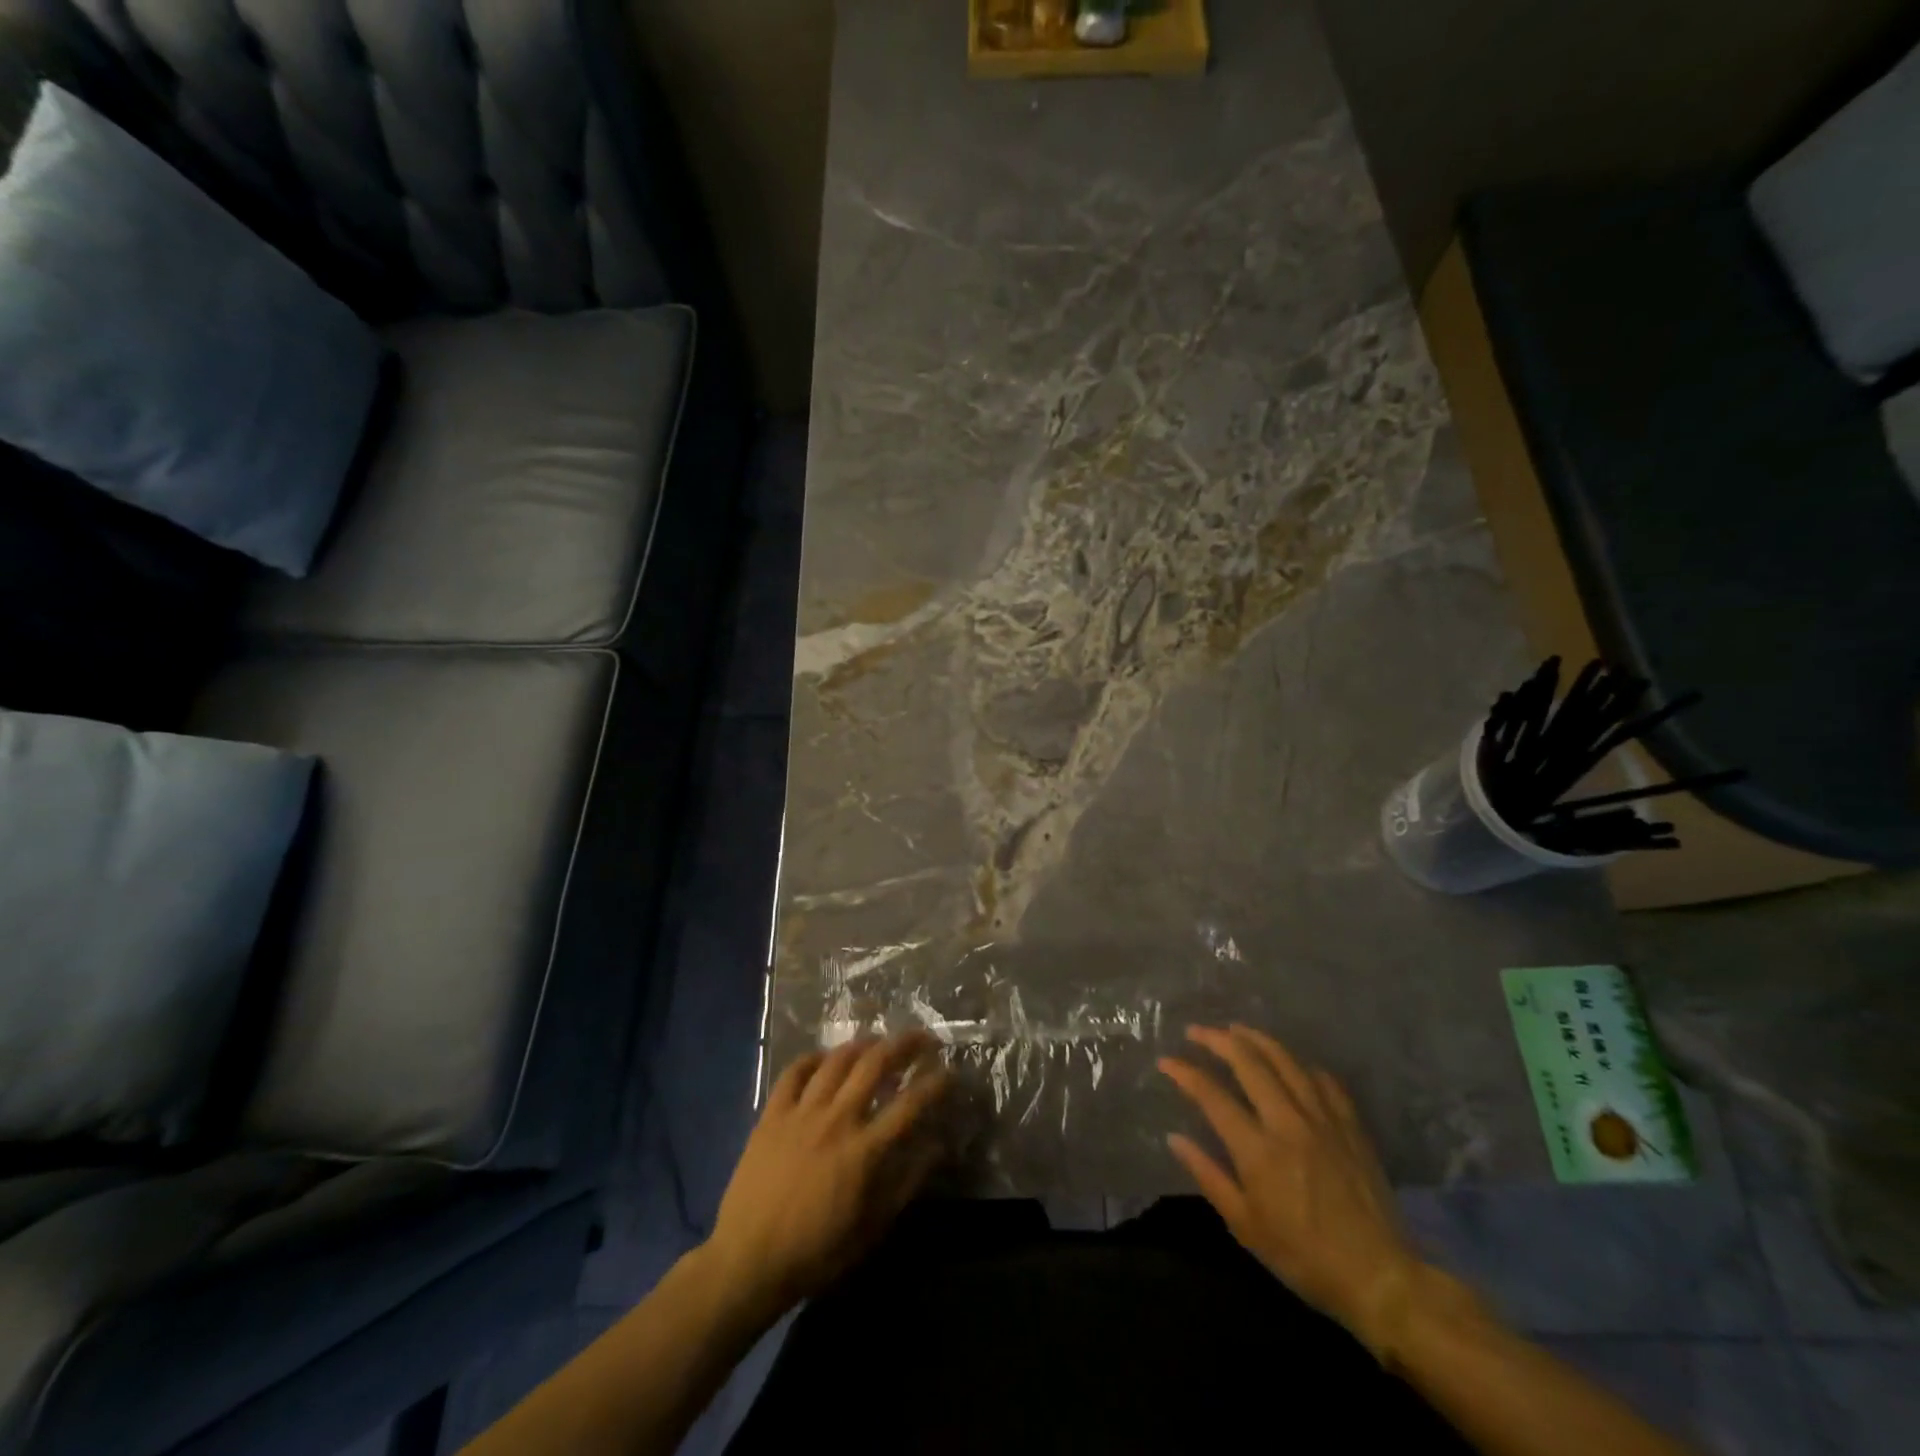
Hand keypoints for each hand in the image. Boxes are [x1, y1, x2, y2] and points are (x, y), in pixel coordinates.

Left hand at [706, 1032, 949, 1316]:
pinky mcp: (772, 1113)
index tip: (950, 1072)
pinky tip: (824, 1058)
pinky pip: (794, 1072)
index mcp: (864, 1150)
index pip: (910, 1104)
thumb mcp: (872, 1227)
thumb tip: (938, 1147)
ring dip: (862, 1045)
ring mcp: (801, 1112)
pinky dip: (812, 1058)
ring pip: (837, 1060)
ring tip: (877, 1041)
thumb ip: (907, 1183)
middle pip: (875, 1065)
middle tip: (921, 1036)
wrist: (748, 1262)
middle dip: (904, 1044)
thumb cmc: (816, 1252)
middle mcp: (837, 1119)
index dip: (934, 1083)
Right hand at [1160, 1025, 1427, 1356]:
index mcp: (1258, 1150)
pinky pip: (1323, 1080)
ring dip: (1256, 1039)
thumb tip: (1174, 1138)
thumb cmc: (1303, 1257)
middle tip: (1197, 1031)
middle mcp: (1288, 1122)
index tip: (1167, 1061)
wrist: (1379, 1277)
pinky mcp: (1350, 1125)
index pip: (1212, 1095)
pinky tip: (1290, 1063)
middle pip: (1248, 1063)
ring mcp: (1323, 1119)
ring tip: (1236, 1029)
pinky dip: (1301, 1064)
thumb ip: (1208, 1175)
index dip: (1185, 1073)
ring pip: (1286, 1060)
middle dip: (1217, 1040)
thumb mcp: (1245, 1225)